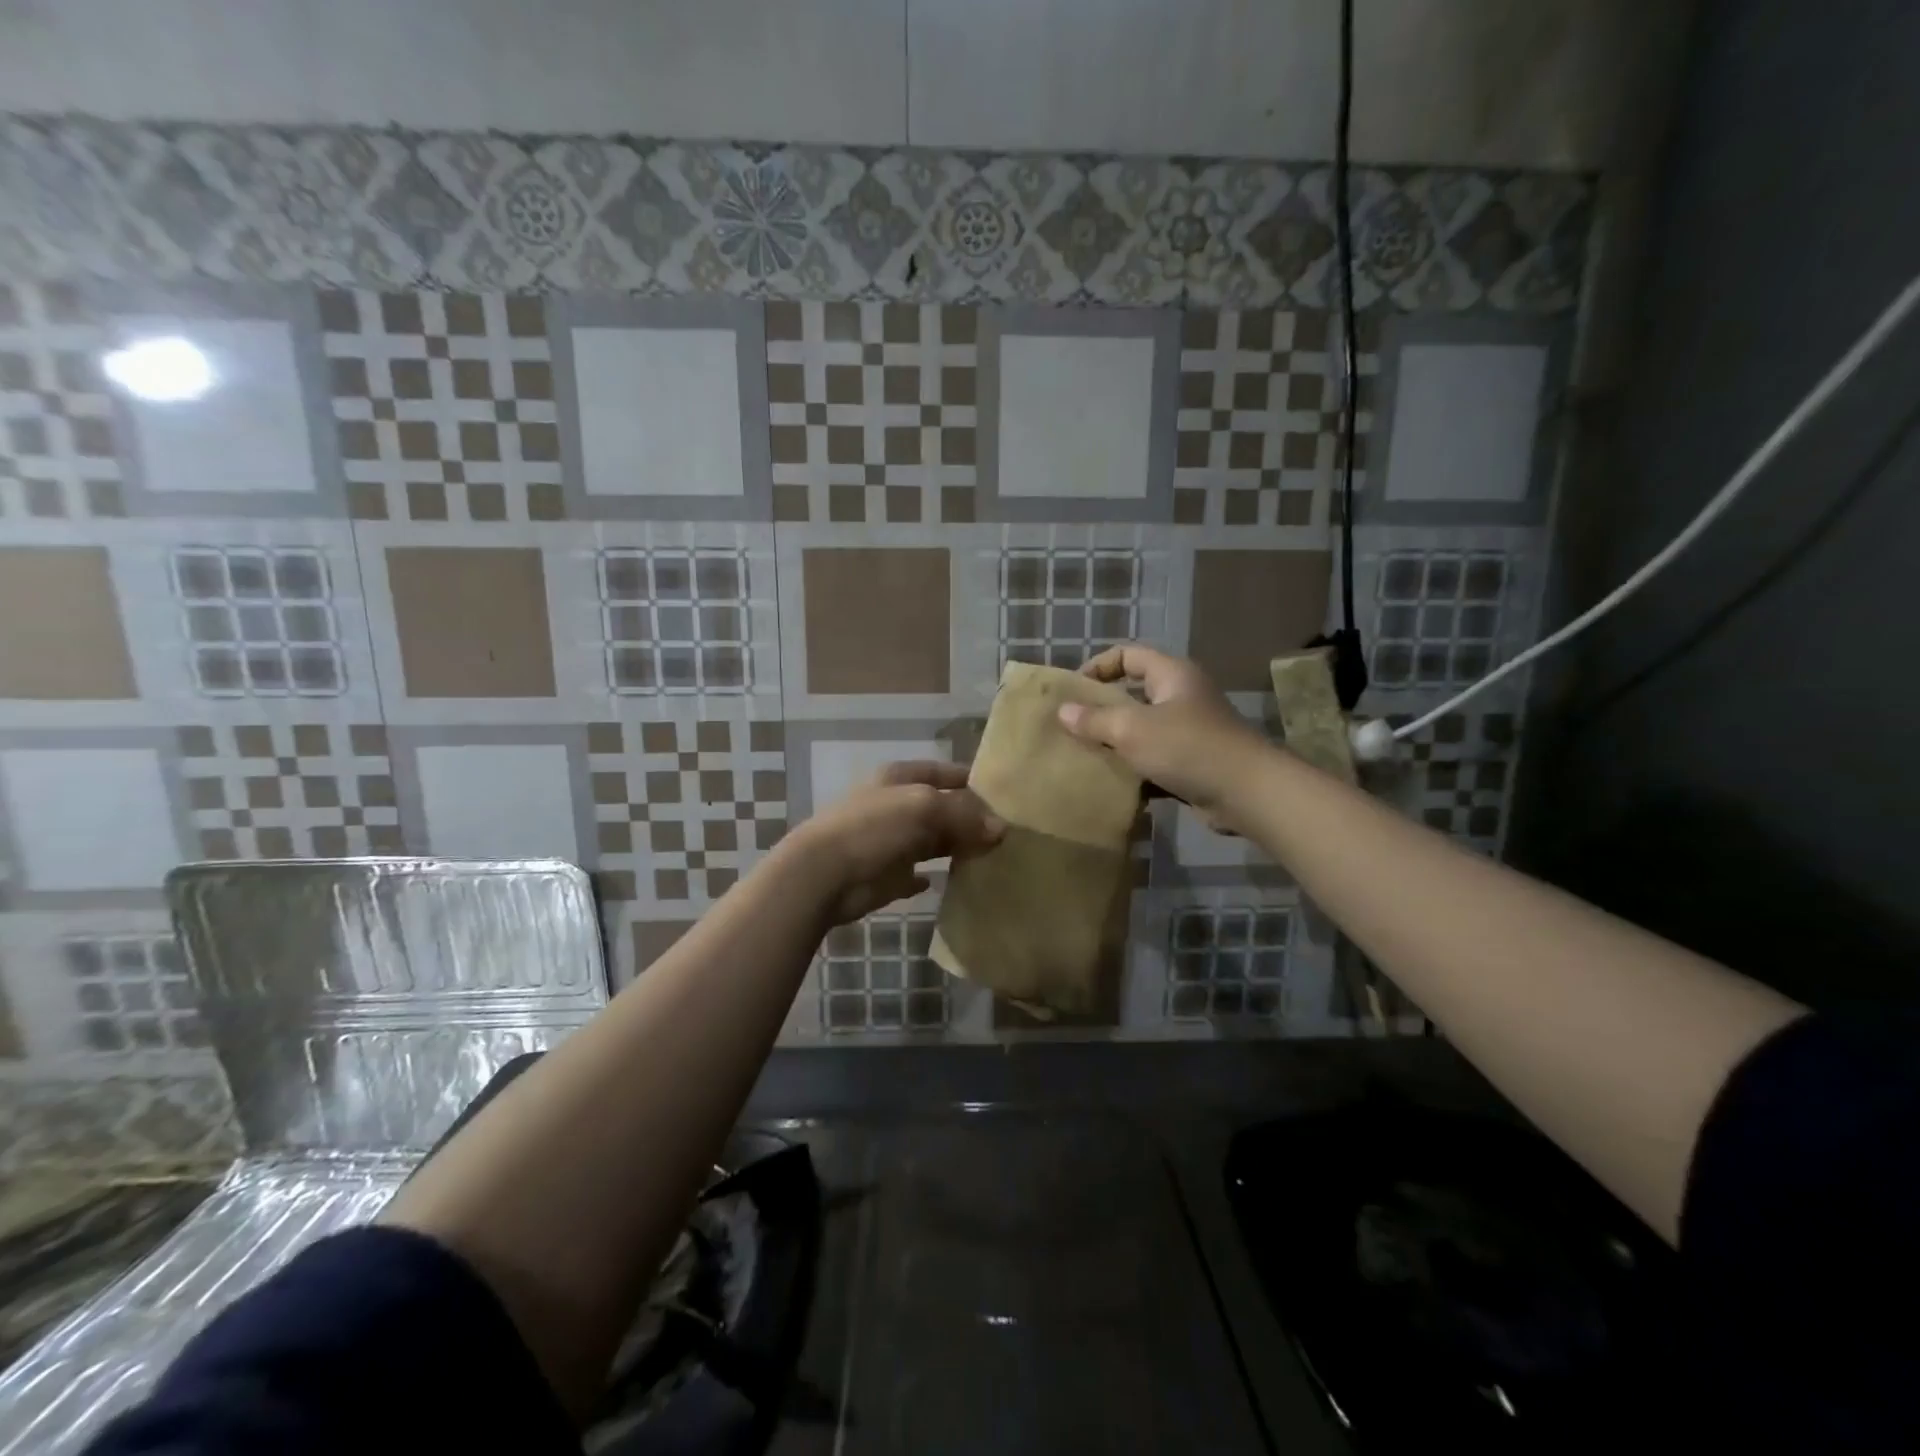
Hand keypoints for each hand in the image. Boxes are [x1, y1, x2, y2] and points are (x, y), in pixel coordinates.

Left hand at [789, 761, 1005, 923]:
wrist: (824, 874)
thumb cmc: (874, 828)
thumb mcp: (924, 808)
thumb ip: (964, 816)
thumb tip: (1001, 829)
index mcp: (899, 779)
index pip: (943, 772)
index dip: (970, 780)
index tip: (1003, 794)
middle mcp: (895, 806)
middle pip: (940, 808)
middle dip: (969, 818)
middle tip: (1008, 832)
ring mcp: (889, 842)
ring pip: (931, 841)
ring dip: (955, 846)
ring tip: (992, 856)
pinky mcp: (885, 876)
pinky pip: (915, 874)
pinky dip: (930, 877)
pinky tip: (950, 880)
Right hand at [1057, 645, 1269, 829]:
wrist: (1247, 792)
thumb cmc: (1187, 748)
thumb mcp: (1132, 729)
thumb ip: (1094, 719)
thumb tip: (1062, 711)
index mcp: (1171, 674)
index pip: (1127, 655)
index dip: (1097, 667)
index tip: (1073, 691)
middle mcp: (1181, 696)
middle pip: (1133, 693)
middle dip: (1101, 709)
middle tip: (1070, 726)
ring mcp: (1189, 730)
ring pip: (1142, 729)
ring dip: (1116, 742)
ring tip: (1084, 756)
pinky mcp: (1192, 761)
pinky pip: (1154, 758)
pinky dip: (1134, 768)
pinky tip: (1111, 783)